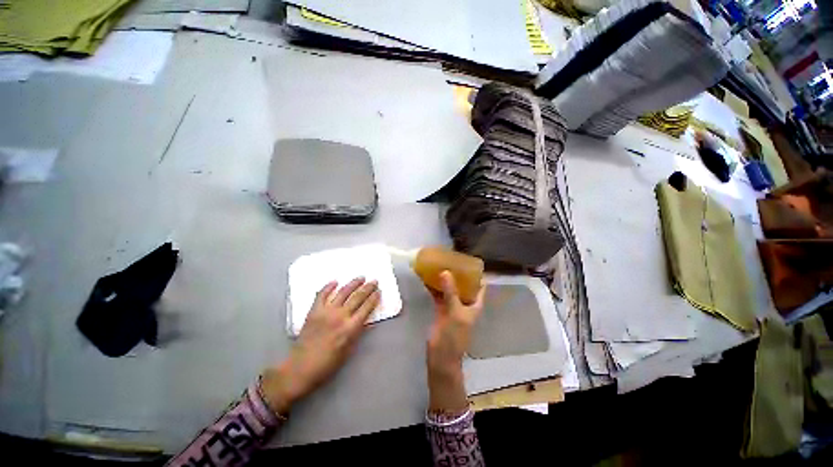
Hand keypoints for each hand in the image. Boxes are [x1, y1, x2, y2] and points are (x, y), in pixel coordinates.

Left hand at [261, 278, 379, 415]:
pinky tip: (335, 281)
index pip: (366, 308)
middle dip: (368, 288)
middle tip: (374, 281)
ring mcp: (326, 312)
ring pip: (343, 292)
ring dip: (353, 283)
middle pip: (357, 297)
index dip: (374, 298)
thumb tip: (367, 320)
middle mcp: (340, 316)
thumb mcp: (348, 350)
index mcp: (350, 328)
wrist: (300, 368)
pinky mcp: (314, 311)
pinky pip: (321, 295)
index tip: (379, 291)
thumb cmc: (327, 364)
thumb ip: (357, 333)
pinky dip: (328, 287)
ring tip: (361, 277)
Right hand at [426, 271, 484, 413]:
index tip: (468, 261)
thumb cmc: (454, 336)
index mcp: (474, 305)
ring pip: (450, 288)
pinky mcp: (440, 309)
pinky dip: (434, 287)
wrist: (441, 356)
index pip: (479, 286)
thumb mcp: (455, 312)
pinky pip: (438, 295)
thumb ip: (451, 292)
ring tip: (438, 264)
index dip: (476, 274)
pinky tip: (427, 278)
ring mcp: (452, 306)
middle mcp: (465, 303)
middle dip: (457, 273)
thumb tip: (445, 272)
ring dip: (444, 279)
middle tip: (449, 259)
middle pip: (463, 285)